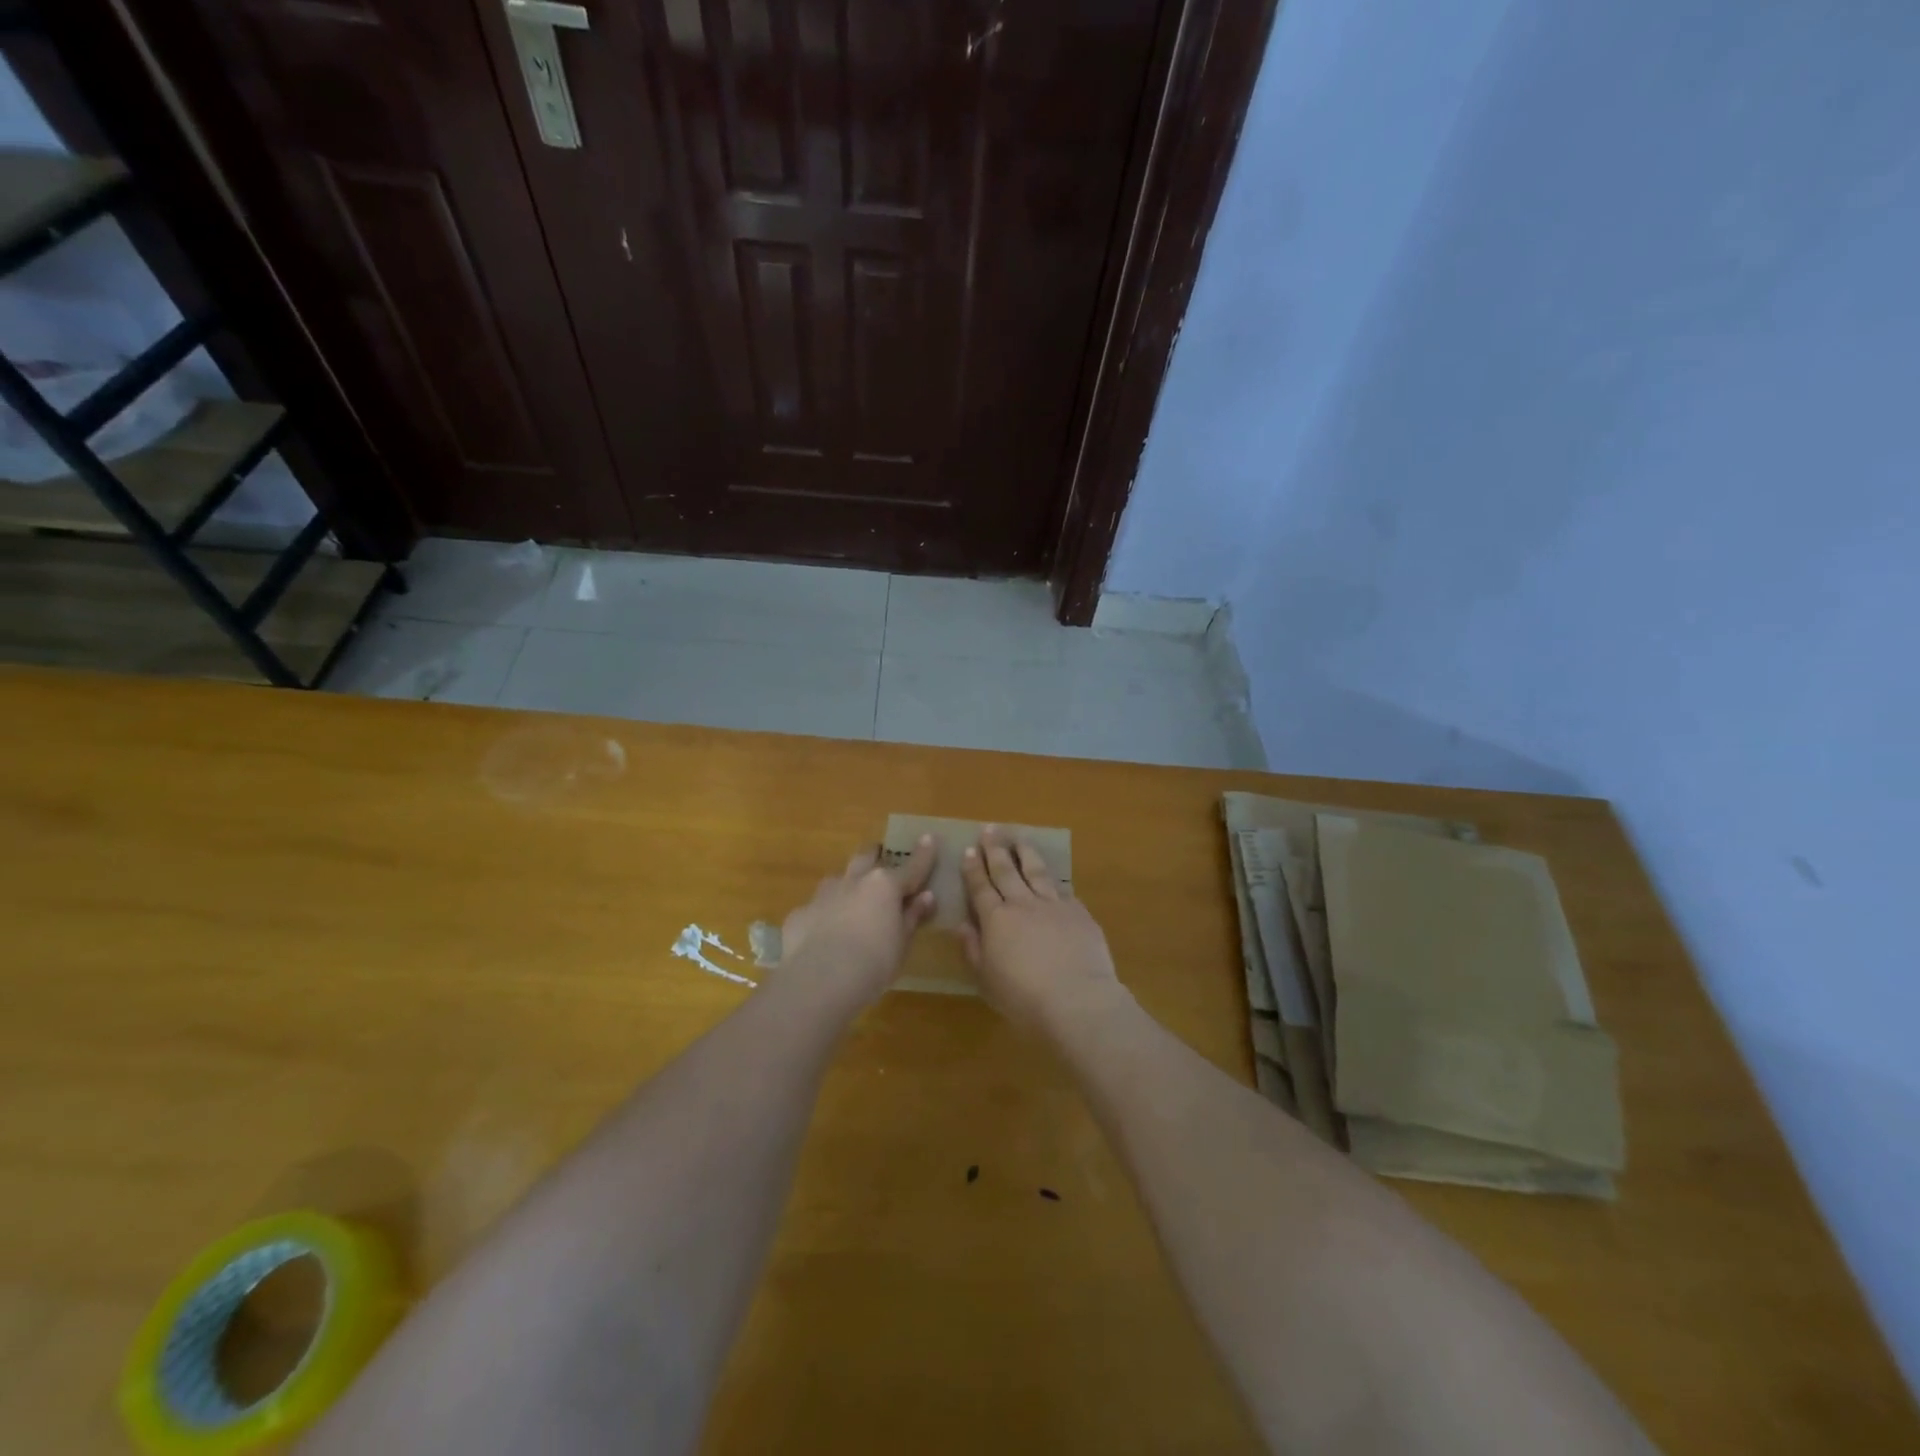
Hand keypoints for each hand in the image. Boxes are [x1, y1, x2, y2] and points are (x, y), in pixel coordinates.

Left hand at [779, 837, 937, 1007]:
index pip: (911, 867)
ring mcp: (823, 895)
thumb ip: (912, 917)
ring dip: (848, 884)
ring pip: (839, 879)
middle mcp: (853, 881)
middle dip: (876, 856)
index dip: (923, 854)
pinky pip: (817, 907)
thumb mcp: (902, 944)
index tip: (929, 838)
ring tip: (853, 901)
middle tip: (882, 862)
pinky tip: (825, 935)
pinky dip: (826, 914)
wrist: (819, 981)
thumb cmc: (874, 963)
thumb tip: (926, 897)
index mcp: (884, 886)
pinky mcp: (800, 913)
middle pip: (867, 857)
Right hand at [958, 827, 1123, 1033]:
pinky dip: (1054, 881)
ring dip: (1025, 852)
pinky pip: (1062, 890)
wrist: (1077, 1000)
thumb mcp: (986, 980)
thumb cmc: (1024, 998)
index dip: (973, 868)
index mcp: (996, 920)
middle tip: (989, 829)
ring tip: (1019, 838)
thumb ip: (973, 950)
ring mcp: (1053, 905)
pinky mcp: (1079, 913)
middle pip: (1006, 870)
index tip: (969, 849)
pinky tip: (1052, 877)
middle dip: (995, 849)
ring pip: (1036, 871)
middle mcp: (1023, 904)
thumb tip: (962, 925)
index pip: (981, 887)